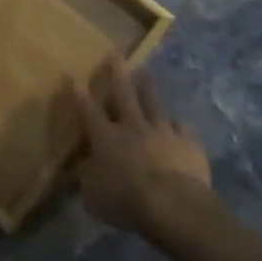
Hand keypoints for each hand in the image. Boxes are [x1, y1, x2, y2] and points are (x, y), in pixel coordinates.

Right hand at [67, 57, 216, 244]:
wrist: (175, 206)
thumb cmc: (126, 201)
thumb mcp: (93, 195)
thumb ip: (86, 178)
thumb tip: (78, 167)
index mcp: (106, 137)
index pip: (88, 110)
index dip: (79, 94)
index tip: (72, 76)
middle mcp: (133, 127)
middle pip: (124, 94)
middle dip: (117, 73)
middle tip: (116, 54)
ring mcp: (163, 133)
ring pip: (155, 104)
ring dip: (149, 88)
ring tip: (146, 73)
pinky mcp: (189, 145)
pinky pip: (183, 129)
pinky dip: (179, 126)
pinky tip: (180, 124)